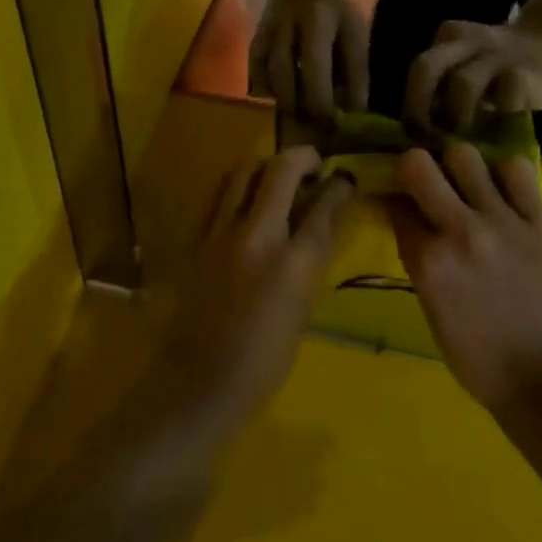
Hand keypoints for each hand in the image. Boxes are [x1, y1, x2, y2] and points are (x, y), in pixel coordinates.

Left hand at [156, 147, 354, 437]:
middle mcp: (257, 235)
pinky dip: (238, 186)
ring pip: (244, 171)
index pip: (322, 206)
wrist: (199, 384)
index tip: (345, 177)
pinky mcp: (197, 238)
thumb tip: (323, 220)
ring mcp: (221, 232)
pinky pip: (219, 194)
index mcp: (292, 262)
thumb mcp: (302, 309)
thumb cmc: (263, 360)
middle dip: (302, 157)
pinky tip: (245, 197)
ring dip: (266, 164)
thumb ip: (312, 257)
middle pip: (281, 170)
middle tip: (313, 163)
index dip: (338, 186)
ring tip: (277, 175)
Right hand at [250, 0, 368, 120]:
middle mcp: (285, 25)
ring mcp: (265, 30)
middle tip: (314, 125)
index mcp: (317, 21)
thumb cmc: (337, 12)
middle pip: (284, 72)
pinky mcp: (254, 37)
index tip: (332, 123)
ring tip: (299, 116)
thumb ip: (355, 73)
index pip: (315, 66)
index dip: (322, 100)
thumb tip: (353, 113)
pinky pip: (253, 69)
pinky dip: (264, 90)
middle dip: (299, 104)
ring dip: (281, 99)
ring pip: (264, 72)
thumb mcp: (355, 36)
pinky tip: (279, 101)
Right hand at [387, 144, 541, 410]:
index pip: (395, 204)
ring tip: (466, 183)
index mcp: (429, 261)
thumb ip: (417, 256)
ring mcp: (502, 221)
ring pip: (465, 155)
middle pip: (418, 164)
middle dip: (414, 168)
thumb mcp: (430, 307)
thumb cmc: (477, 355)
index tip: (397, 200)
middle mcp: (460, 231)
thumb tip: (404, 214)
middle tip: (425, 181)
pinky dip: (504, 173)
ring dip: (458, 166)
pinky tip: (502, 190)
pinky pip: (517, 169)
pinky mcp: (538, 220)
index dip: (393, 199)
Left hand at [405, 19, 541, 133]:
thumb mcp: (467, 70)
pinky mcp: (525, 74)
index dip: (412, 104)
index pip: (420, 69)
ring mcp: (496, 54)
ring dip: (458, 117)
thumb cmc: (498, 70)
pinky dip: (496, 117)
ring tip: (466, 139)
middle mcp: (466, 41)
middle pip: (426, 66)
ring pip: (462, 83)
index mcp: (448, 38)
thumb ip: (444, 91)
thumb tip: (421, 132)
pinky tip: (500, 129)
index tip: (414, 135)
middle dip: (418, 107)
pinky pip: (504, 98)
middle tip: (427, 138)